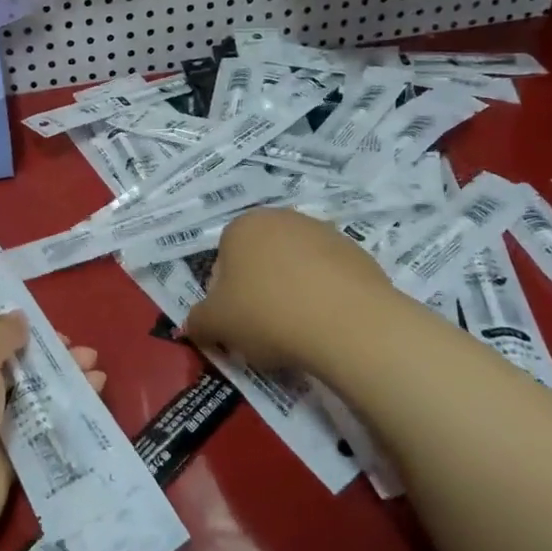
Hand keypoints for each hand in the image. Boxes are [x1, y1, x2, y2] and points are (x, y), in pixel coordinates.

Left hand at [0, 316, 104, 550]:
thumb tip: (16, 318)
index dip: (8, 321)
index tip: (44, 323)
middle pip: (4, 359)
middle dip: (43, 353)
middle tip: (80, 349)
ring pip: (23, 392)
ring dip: (58, 380)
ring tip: (96, 370)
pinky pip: (34, 425)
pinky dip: (60, 411)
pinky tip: (92, 396)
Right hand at [185, 207, 389, 376]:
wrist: (349, 323)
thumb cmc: (267, 314)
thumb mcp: (215, 324)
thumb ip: (197, 322)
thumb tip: (192, 325)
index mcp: (243, 225)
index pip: (223, 261)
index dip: (224, 296)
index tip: (235, 323)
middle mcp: (282, 218)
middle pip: (260, 261)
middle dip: (258, 291)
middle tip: (263, 329)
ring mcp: (325, 233)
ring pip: (296, 269)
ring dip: (292, 294)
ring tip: (298, 332)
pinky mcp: (359, 254)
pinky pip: (329, 280)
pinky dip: (324, 299)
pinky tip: (326, 326)